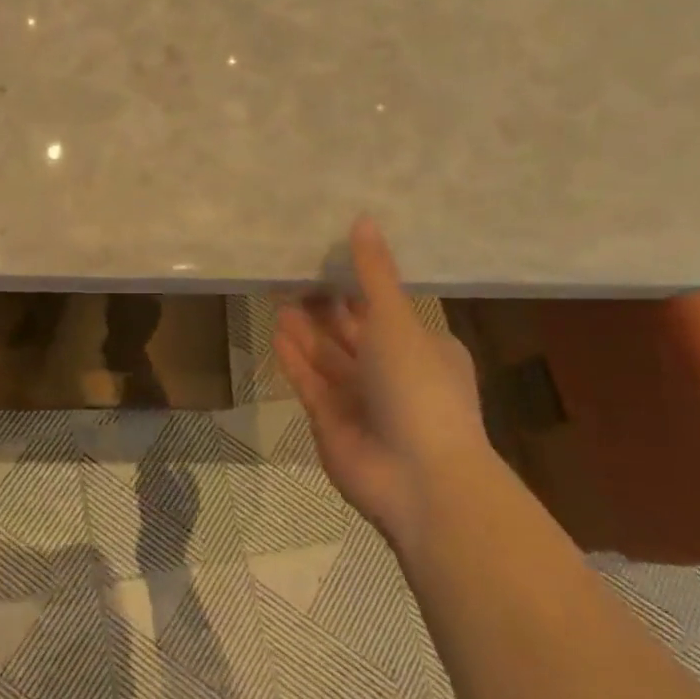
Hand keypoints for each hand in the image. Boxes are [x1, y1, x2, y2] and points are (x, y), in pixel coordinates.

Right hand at [274, 217, 490, 540]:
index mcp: (423, 346)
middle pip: (352, 331)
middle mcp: (393, 371)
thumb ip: (374, 275)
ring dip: (305, 329)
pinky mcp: (332, 422)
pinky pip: (310, 382)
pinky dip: (295, 359)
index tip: (328, 255)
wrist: (419, 479)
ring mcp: (361, 399)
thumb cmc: (418, 388)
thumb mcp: (397, 322)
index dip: (358, 284)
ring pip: (327, 356)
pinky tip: (276, 332)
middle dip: (325, 305)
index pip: (385, 308)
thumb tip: (363, 219)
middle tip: (292, 271)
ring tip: (277, 295)